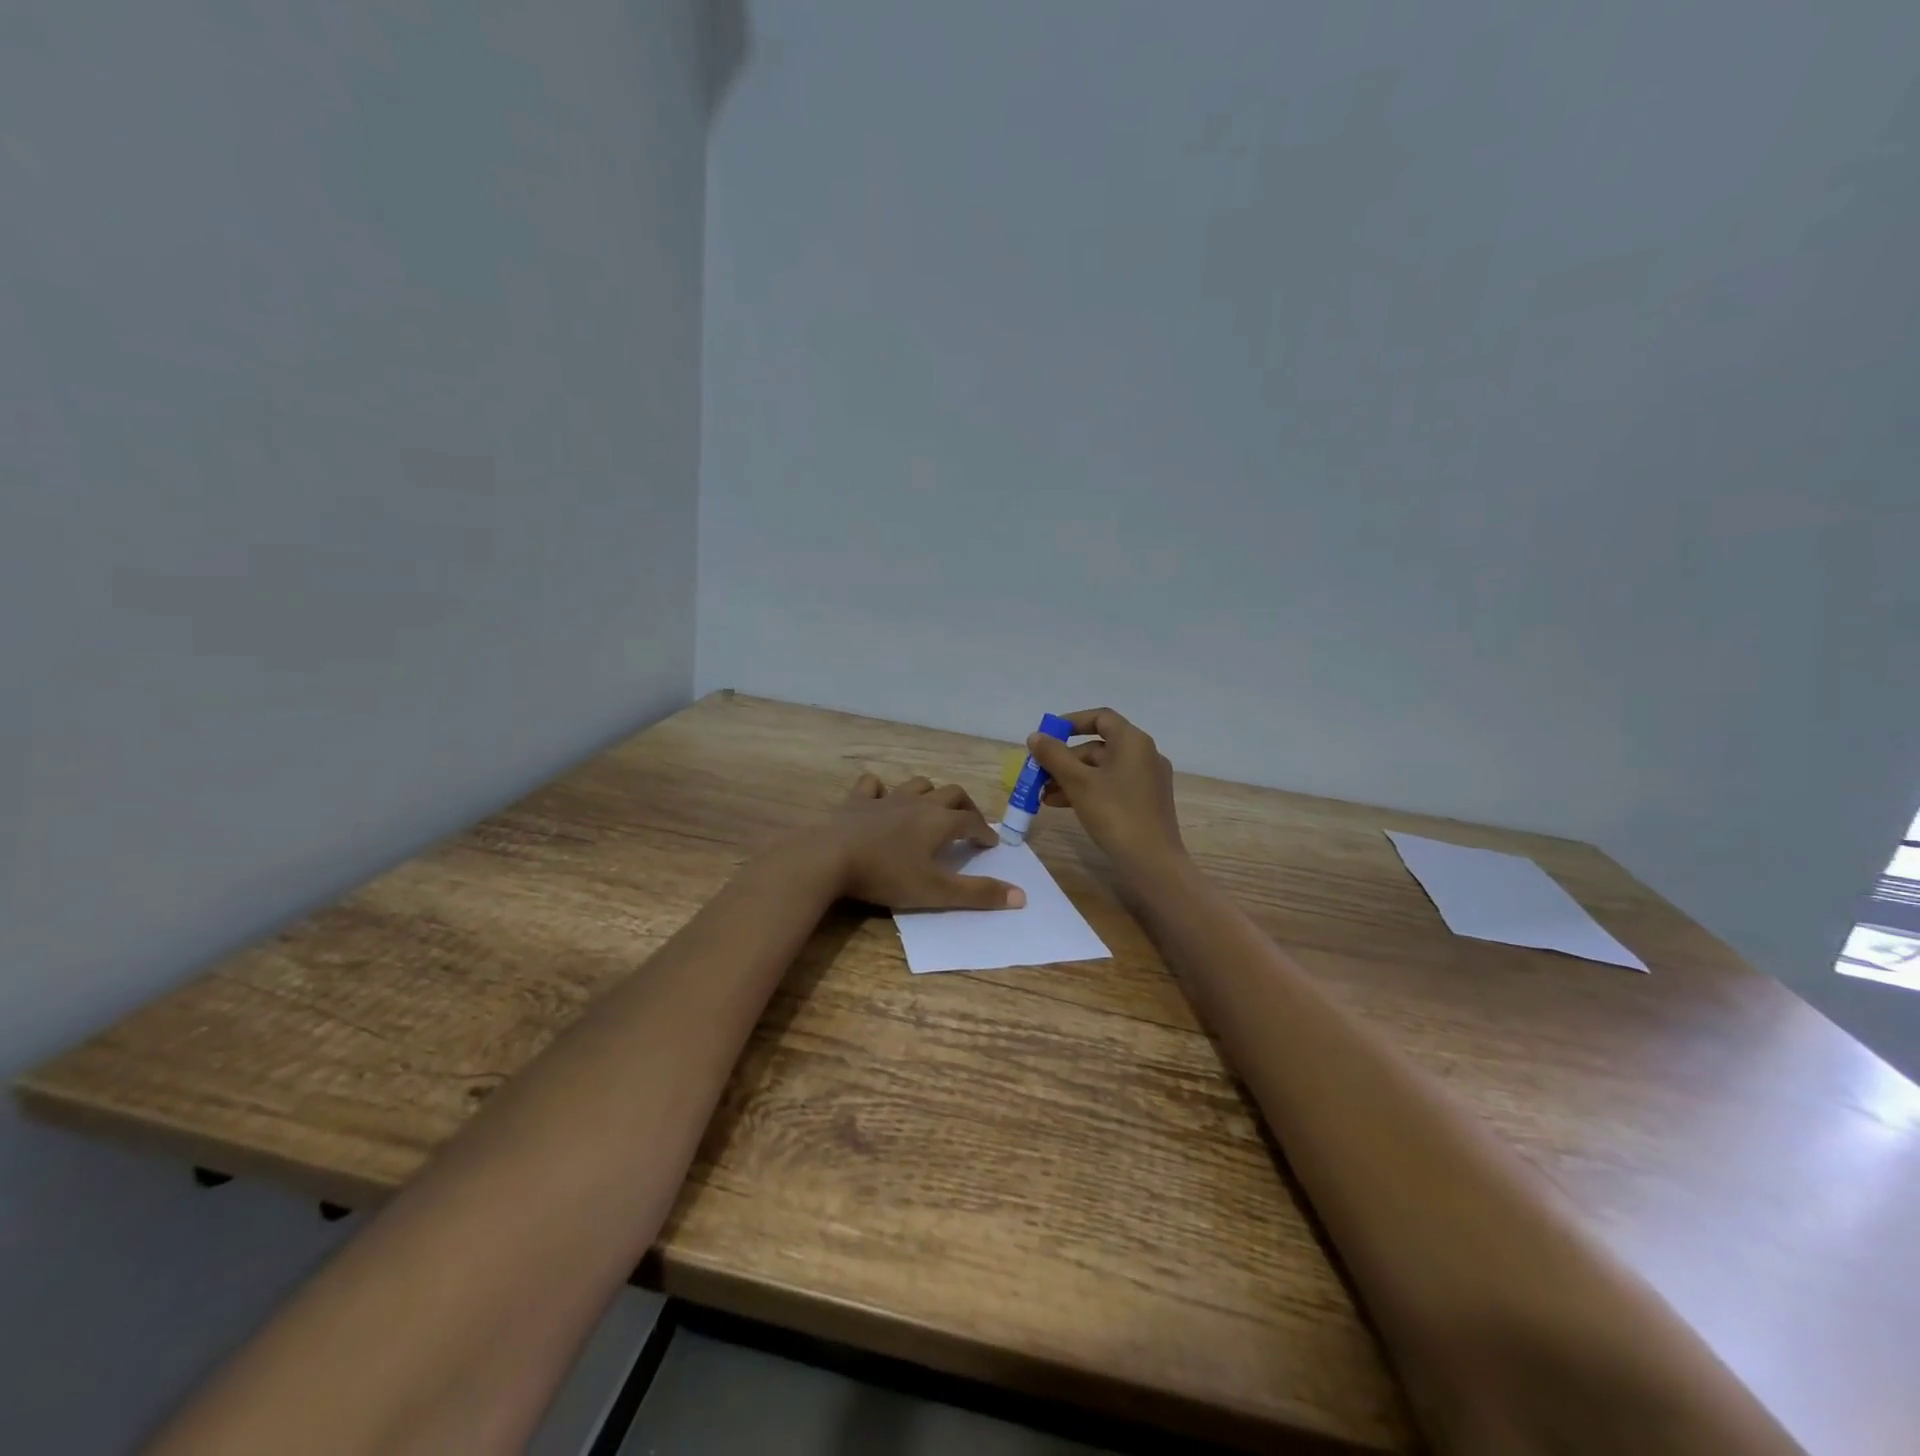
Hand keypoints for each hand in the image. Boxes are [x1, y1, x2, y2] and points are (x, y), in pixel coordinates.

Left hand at [819, 775, 1026, 910]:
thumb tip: (1021, 896)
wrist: (830, 857)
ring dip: (930, 792)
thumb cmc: (886, 875)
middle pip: (951, 793)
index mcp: (939, 822)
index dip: (984, 832)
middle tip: (969, 822)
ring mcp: (886, 798)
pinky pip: (872, 785)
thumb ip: (978, 894)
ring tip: (932, 807)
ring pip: (917, 784)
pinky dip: (880, 789)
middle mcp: (918, 803)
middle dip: (965, 806)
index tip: (991, 844)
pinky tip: (880, 797)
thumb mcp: (936, 892)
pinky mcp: (856, 801)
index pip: (971, 822)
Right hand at [1029, 708, 1185, 873]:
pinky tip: (1063, 805)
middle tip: (1038, 775)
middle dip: (1064, 760)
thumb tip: (1035, 736)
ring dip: (1071, 778)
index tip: (1047, 737)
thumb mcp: (1078, 783)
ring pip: (1102, 769)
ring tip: (1044, 796)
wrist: (1152, 862)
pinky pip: (1111, 786)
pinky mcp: (1145, 801)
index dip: (1071, 723)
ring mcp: (1146, 779)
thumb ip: (1054, 756)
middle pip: (1098, 747)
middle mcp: (1144, 754)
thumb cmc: (1115, 814)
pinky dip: (1087, 791)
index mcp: (1133, 741)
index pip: (1100, 718)